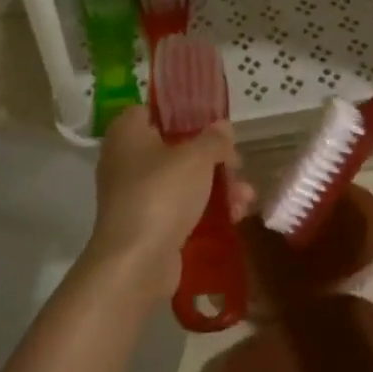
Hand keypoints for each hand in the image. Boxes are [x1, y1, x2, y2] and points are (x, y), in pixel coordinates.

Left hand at [82, 108, 252, 301]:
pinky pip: (181, 207)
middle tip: (237, 165)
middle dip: (213, 158)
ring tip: (245, 197)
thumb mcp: (196, 158)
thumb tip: (223, 127)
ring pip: (183, 180)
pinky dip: (206, 209)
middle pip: (176, 147)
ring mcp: (136, 194)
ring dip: (218, 186)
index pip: (154, 110)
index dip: (185, 113)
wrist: (136, 262)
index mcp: (128, 132)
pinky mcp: (148, 223)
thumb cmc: (161, 194)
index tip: (214, 123)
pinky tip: (236, 215)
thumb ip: (214, 139)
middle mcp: (126, 159)